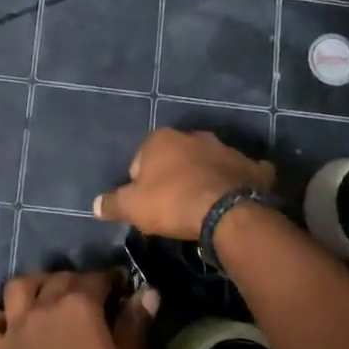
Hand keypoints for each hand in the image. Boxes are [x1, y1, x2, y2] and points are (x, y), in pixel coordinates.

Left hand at [0, 270, 156, 348]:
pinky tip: (3, 324)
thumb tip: (149, 291)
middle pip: (60, 278)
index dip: (111, 279)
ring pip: (18, 286)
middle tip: (89, 298)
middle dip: (77, 281)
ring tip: (45, 297)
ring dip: (33, 285)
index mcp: (80, 305)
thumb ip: (135, 324)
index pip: (98, 277)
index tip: (121, 288)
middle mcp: (45, 304)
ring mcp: (16, 324)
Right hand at [93, 128, 275, 240]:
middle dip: (173, 175)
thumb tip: (96, 205)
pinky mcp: (252, 166)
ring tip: (202, 205)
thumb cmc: (172, 202)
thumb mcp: (133, 207)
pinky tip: (235, 197)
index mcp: (162, 139)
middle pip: (177, 157)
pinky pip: (243, 172)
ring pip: (209, 162)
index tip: (146, 204)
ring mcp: (227, 149)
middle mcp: (195, 136)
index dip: (140, 183)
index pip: (141, 160)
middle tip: (172, 205)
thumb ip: (113, 203)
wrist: (226, 212)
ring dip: (204, 177)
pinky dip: (239, 181)